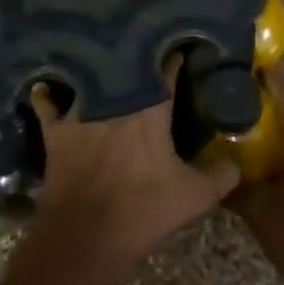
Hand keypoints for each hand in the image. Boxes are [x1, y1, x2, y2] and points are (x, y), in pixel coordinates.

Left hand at [26, 56, 238, 283]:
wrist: (86, 237)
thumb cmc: (143, 211)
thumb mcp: (195, 197)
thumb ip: (222, 175)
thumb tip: (236, 161)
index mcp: (151, 109)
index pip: (167, 69)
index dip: (175, 57)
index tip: (181, 48)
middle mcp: (115, 101)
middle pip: (125, 66)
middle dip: (135, 56)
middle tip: (143, 50)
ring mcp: (81, 112)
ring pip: (87, 76)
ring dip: (94, 67)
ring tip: (99, 57)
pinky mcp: (55, 130)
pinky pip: (47, 101)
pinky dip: (49, 92)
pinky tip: (49, 84)